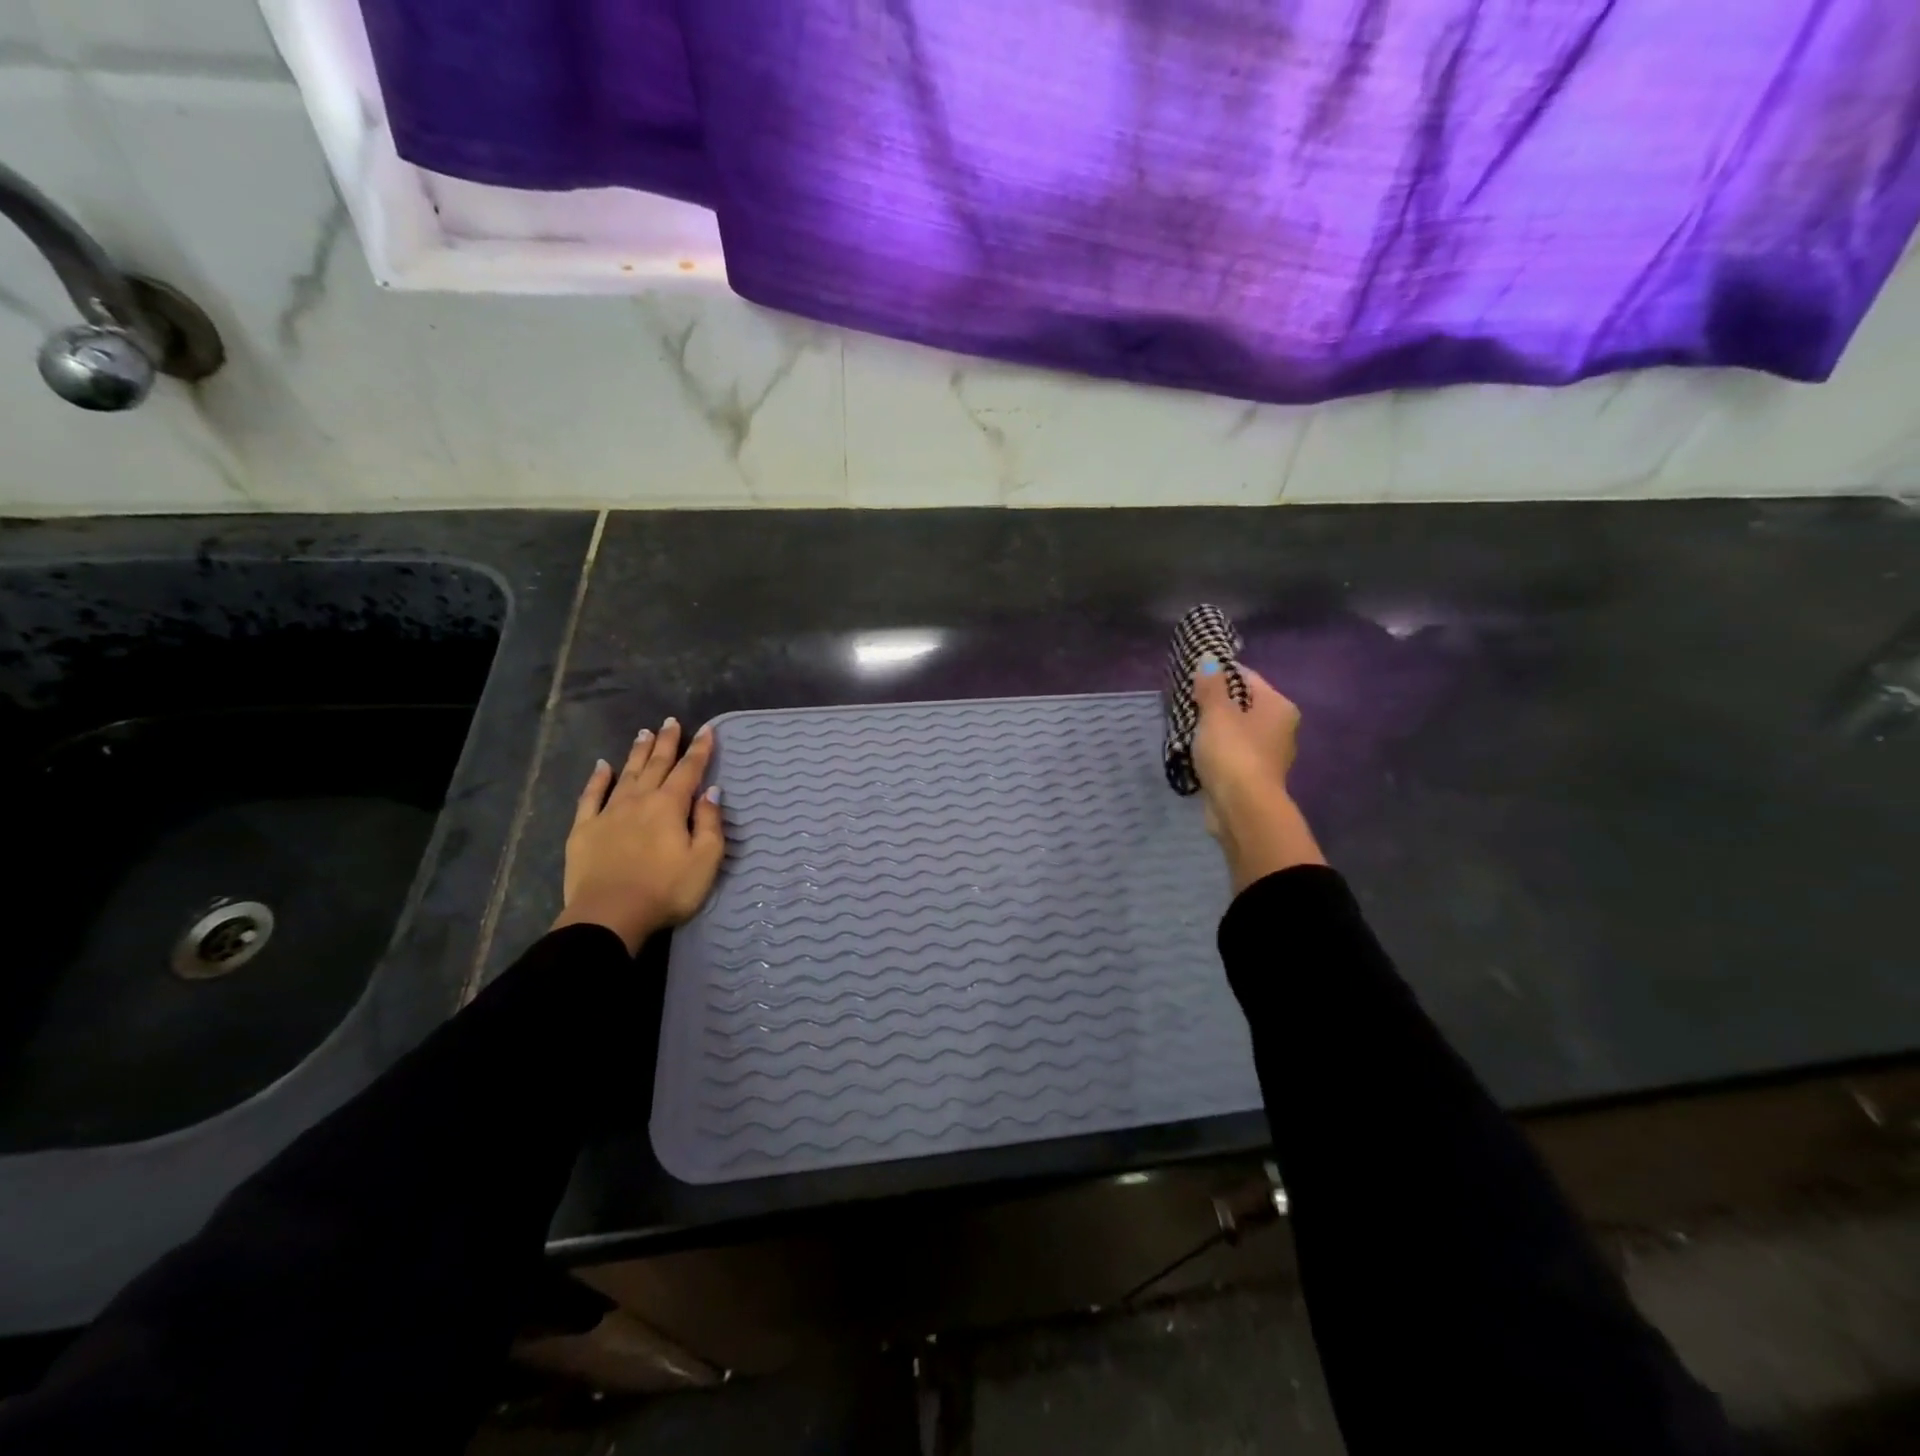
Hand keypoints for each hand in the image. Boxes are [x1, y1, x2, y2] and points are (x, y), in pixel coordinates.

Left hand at [552, 717, 724, 953]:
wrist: (609, 915)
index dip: (700, 749)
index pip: (689, 770)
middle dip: (667, 742)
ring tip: (644, 733)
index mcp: (670, 806)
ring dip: (638, 753)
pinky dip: (598, 779)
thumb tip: (711, 792)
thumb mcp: (705, 860)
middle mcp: (640, 800)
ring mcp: (609, 812)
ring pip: (627, 774)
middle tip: (671, 722)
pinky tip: (602, 766)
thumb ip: (710, 823)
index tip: (707, 730)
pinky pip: (591, 796)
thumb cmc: (666, 890)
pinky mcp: (584, 829)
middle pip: (657, 765)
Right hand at [1191, 657, 1326, 891]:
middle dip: (1215, 703)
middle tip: (1185, 702)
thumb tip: (1209, 659)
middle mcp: (1280, 728)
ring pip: (1236, 731)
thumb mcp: (1216, 713)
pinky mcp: (1253, 778)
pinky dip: (1216, 752)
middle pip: (1243, 705)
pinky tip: (1195, 753)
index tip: (1192, 677)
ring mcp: (1268, 756)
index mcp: (1278, 707)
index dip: (1220, 674)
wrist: (1241, 808)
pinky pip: (1231, 755)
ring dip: (1214, 729)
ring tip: (1186, 727)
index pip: (1247, 677)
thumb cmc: (1233, 753)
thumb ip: (1211, 685)